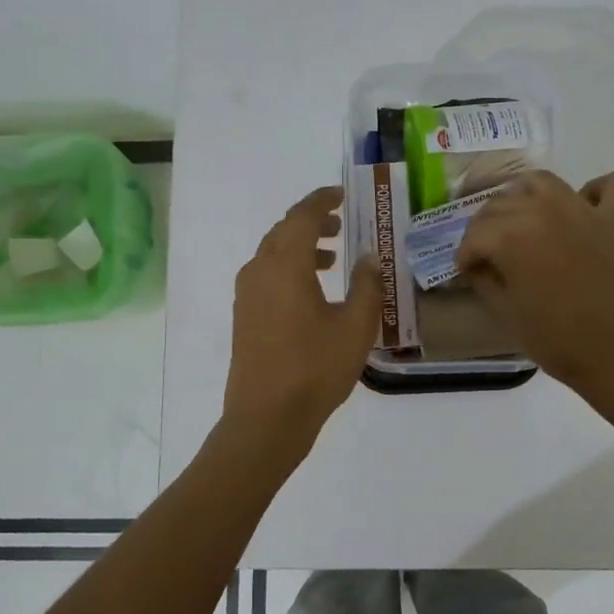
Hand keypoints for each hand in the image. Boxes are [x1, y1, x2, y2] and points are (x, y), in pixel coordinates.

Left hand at [223, 186, 379, 445]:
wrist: (266, 419)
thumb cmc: (315, 369)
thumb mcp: (356, 327)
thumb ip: (367, 285)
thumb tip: (368, 257)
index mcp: (285, 265)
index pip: (302, 216)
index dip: (323, 200)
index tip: (342, 194)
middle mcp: (259, 271)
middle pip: (284, 231)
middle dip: (312, 222)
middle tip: (341, 226)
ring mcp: (247, 294)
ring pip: (273, 254)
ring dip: (301, 247)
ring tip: (332, 258)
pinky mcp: (244, 316)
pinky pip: (266, 275)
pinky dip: (289, 269)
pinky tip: (312, 292)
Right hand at [455, 170, 613, 393]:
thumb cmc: (554, 339)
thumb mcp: (503, 311)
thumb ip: (484, 279)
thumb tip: (477, 263)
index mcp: (511, 235)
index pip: (476, 234)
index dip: (467, 253)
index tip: (467, 270)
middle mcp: (544, 210)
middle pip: (503, 203)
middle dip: (489, 226)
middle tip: (491, 252)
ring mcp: (585, 210)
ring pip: (544, 182)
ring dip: (527, 196)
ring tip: (527, 221)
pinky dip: (599, 190)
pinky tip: (587, 210)